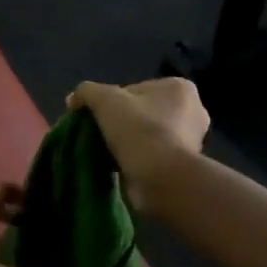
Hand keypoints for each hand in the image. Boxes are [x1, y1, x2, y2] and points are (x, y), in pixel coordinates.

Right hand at [66, 78, 209, 211]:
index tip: (97, 118)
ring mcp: (191, 140)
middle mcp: (192, 111)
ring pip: (147, 134)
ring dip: (129, 142)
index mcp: (179, 88)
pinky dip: (137, 159)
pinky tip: (121, 166)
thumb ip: (87, 92)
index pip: (135, 89)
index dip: (111, 102)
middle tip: (100, 135)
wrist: (161, 179)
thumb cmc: (139, 130)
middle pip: (142, 112)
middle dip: (121, 122)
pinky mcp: (184, 166)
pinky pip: (152, 155)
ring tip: (108, 153)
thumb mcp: (104, 100)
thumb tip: (73, 99)